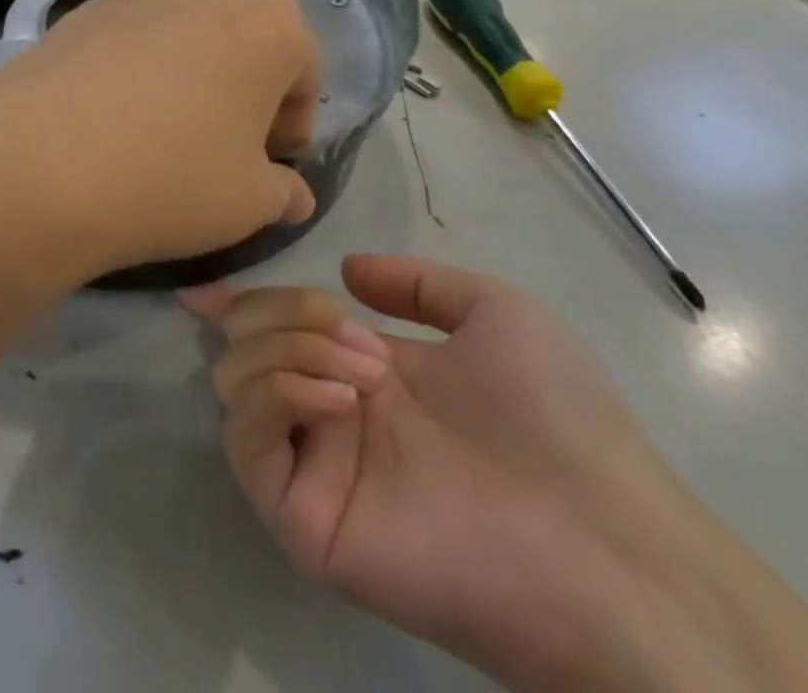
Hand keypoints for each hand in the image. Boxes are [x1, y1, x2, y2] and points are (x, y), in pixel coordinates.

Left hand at [0, 0, 320, 281]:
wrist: (40, 163)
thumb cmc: (173, 178)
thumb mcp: (249, 203)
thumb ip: (284, 193)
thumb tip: (293, 196)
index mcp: (271, 26)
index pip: (305, 70)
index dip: (294, 122)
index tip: (270, 164)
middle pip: (247, 43)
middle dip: (246, 92)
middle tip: (222, 149)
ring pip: (188, 38)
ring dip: (191, 78)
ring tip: (160, 137)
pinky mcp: (85, 10)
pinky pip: (133, 41)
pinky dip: (138, 72)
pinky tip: (110, 121)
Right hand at [186, 256, 807, 692]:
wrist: (602, 539)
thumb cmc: (556, 416)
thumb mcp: (494, 312)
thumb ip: (418, 283)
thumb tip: (346, 268)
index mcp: (366, 371)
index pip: (279, 330)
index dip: (239, 303)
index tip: (205, 286)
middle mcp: (330, 415)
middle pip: (248, 343)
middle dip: (285, 311)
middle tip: (353, 333)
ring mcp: (316, 466)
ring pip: (238, 384)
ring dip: (288, 349)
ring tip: (365, 372)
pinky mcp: (307, 518)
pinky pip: (250, 444)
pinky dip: (277, 397)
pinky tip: (338, 400)